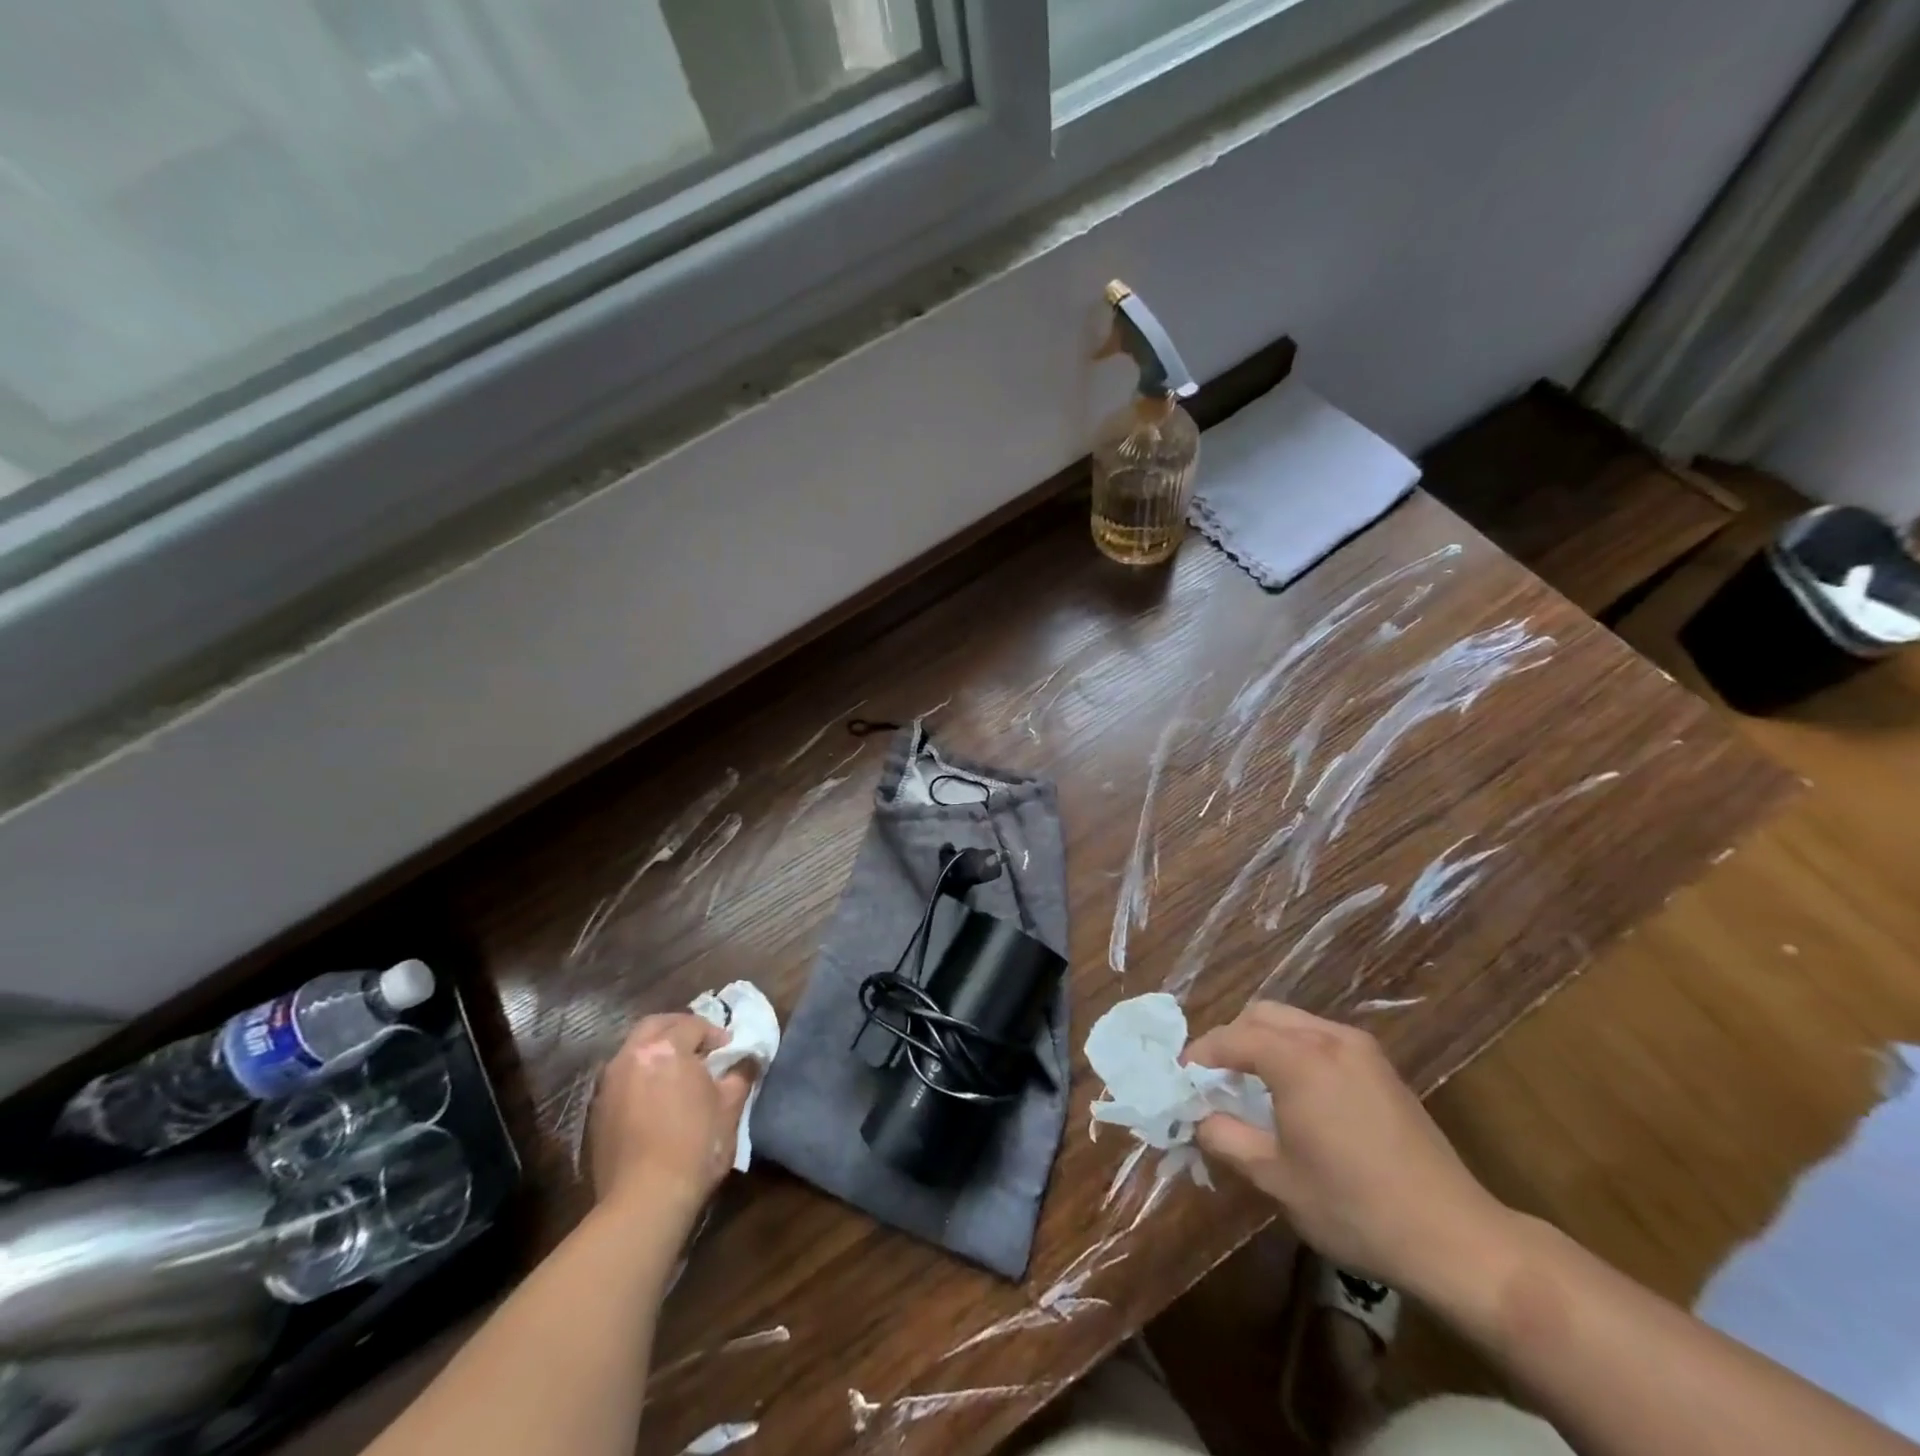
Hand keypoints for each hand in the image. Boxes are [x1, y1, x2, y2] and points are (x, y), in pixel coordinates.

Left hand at [588, 1014, 753, 1221]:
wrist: (644, 1201)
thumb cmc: (695, 1146)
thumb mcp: (730, 1107)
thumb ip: (740, 1074)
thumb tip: (746, 1060)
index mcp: (666, 1048)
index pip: (693, 1025)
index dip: (715, 1034)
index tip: (728, 1050)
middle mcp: (631, 1056)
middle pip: (655, 1026)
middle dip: (679, 1029)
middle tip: (700, 1047)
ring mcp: (609, 1084)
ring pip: (634, 1050)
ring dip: (656, 1050)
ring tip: (677, 1072)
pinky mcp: (597, 1111)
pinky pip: (622, 1077)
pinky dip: (640, 1075)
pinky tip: (655, 1097)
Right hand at [1185, 1002, 1512, 1296]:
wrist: (1455, 1237)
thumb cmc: (1354, 1207)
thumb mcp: (1275, 1179)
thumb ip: (1226, 1137)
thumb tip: (1199, 1117)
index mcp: (1298, 1060)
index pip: (1232, 1038)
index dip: (1201, 1055)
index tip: (1182, 1079)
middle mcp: (1328, 1039)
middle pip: (1262, 1015)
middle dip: (1231, 1040)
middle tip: (1215, 1079)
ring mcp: (1361, 1049)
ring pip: (1293, 1022)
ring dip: (1263, 1042)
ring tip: (1252, 1086)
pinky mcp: (1382, 1067)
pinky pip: (1321, 1039)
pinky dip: (1294, 1051)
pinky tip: (1296, 1093)